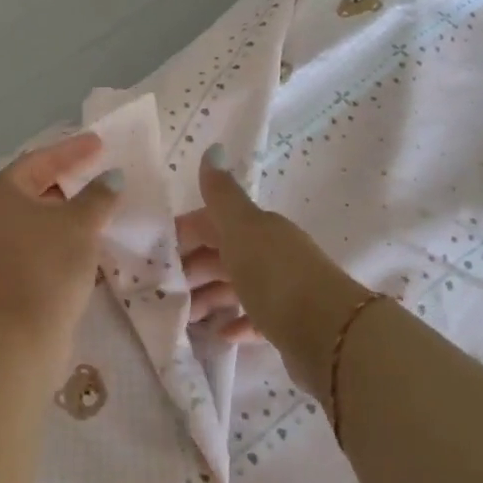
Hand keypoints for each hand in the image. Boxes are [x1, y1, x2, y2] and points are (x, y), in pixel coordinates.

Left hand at [0, 132, 121, 367]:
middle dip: (72, 180)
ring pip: (42, 219)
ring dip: (72, 212)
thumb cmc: (44, 268)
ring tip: (106, 204)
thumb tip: (112, 176)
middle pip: (38, 187)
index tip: (101, 142)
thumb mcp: (78, 225)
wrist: (14, 340)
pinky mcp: (12, 275)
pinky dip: (67, 237)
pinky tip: (93, 240)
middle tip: (104, 171)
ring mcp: (0, 248)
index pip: (40, 159)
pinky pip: (44, 244)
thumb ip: (98, 195)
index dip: (73, 150)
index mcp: (1, 193)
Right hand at [175, 145, 376, 394]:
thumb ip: (221, 195)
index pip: (210, 221)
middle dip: (190, 268)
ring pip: (235, 286)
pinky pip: (255, 318)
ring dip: (208, 297)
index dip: (182, 233)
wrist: (331, 334)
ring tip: (183, 317)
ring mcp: (281, 289)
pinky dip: (236, 322)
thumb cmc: (276, 276)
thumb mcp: (241, 229)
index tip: (151, 253)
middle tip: (161, 290)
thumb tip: (213, 148)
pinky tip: (219, 334)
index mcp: (256, 227)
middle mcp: (270, 252)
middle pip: (221, 254)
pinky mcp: (289, 325)